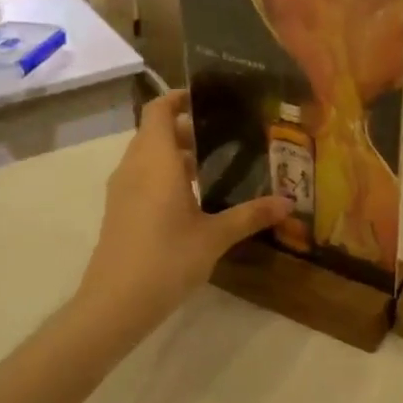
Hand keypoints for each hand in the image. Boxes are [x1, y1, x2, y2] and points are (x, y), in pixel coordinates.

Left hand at [77, 90, 287, 325]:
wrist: (114, 305)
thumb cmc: (166, 259)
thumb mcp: (215, 237)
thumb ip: (251, 215)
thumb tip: (289, 203)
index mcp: (156, 161)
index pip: (159, 110)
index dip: (179, 97)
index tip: (209, 98)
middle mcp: (135, 167)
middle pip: (156, 131)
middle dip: (188, 128)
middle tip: (227, 134)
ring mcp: (122, 190)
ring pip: (148, 155)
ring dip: (177, 154)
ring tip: (216, 165)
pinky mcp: (119, 211)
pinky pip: (142, 177)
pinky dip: (165, 174)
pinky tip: (194, 198)